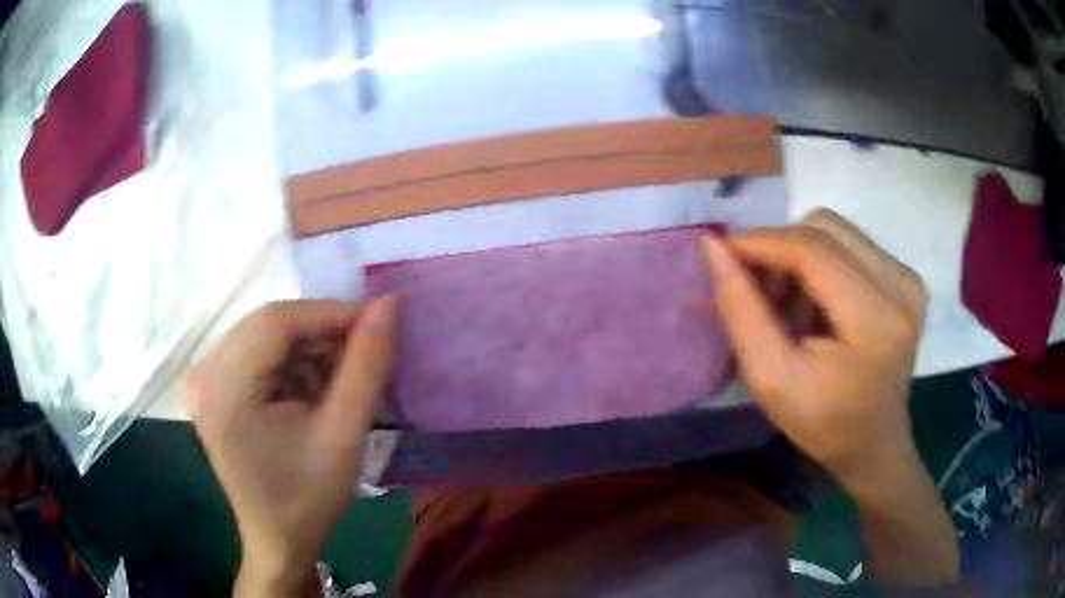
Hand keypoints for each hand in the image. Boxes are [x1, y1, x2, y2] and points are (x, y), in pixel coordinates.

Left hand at [184, 297, 396, 595]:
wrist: (277, 540)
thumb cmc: (308, 499)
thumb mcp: (343, 437)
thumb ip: (367, 367)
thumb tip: (389, 305)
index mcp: (224, 390)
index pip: (276, 322)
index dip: (330, 313)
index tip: (379, 322)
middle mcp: (205, 374)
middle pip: (268, 325)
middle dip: (322, 332)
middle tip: (366, 350)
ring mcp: (205, 380)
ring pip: (266, 335)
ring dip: (309, 348)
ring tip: (343, 378)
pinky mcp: (214, 388)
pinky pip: (258, 353)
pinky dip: (293, 363)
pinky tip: (314, 391)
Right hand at [702, 209, 926, 495]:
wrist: (874, 444)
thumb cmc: (823, 425)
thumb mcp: (771, 380)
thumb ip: (742, 311)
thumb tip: (713, 246)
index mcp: (875, 321)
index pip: (813, 249)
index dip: (763, 242)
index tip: (723, 255)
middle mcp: (901, 287)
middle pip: (825, 228)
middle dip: (781, 249)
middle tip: (759, 291)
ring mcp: (908, 279)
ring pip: (836, 232)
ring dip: (800, 256)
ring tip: (788, 302)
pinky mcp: (907, 279)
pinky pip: (851, 245)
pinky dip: (821, 264)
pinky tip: (815, 302)